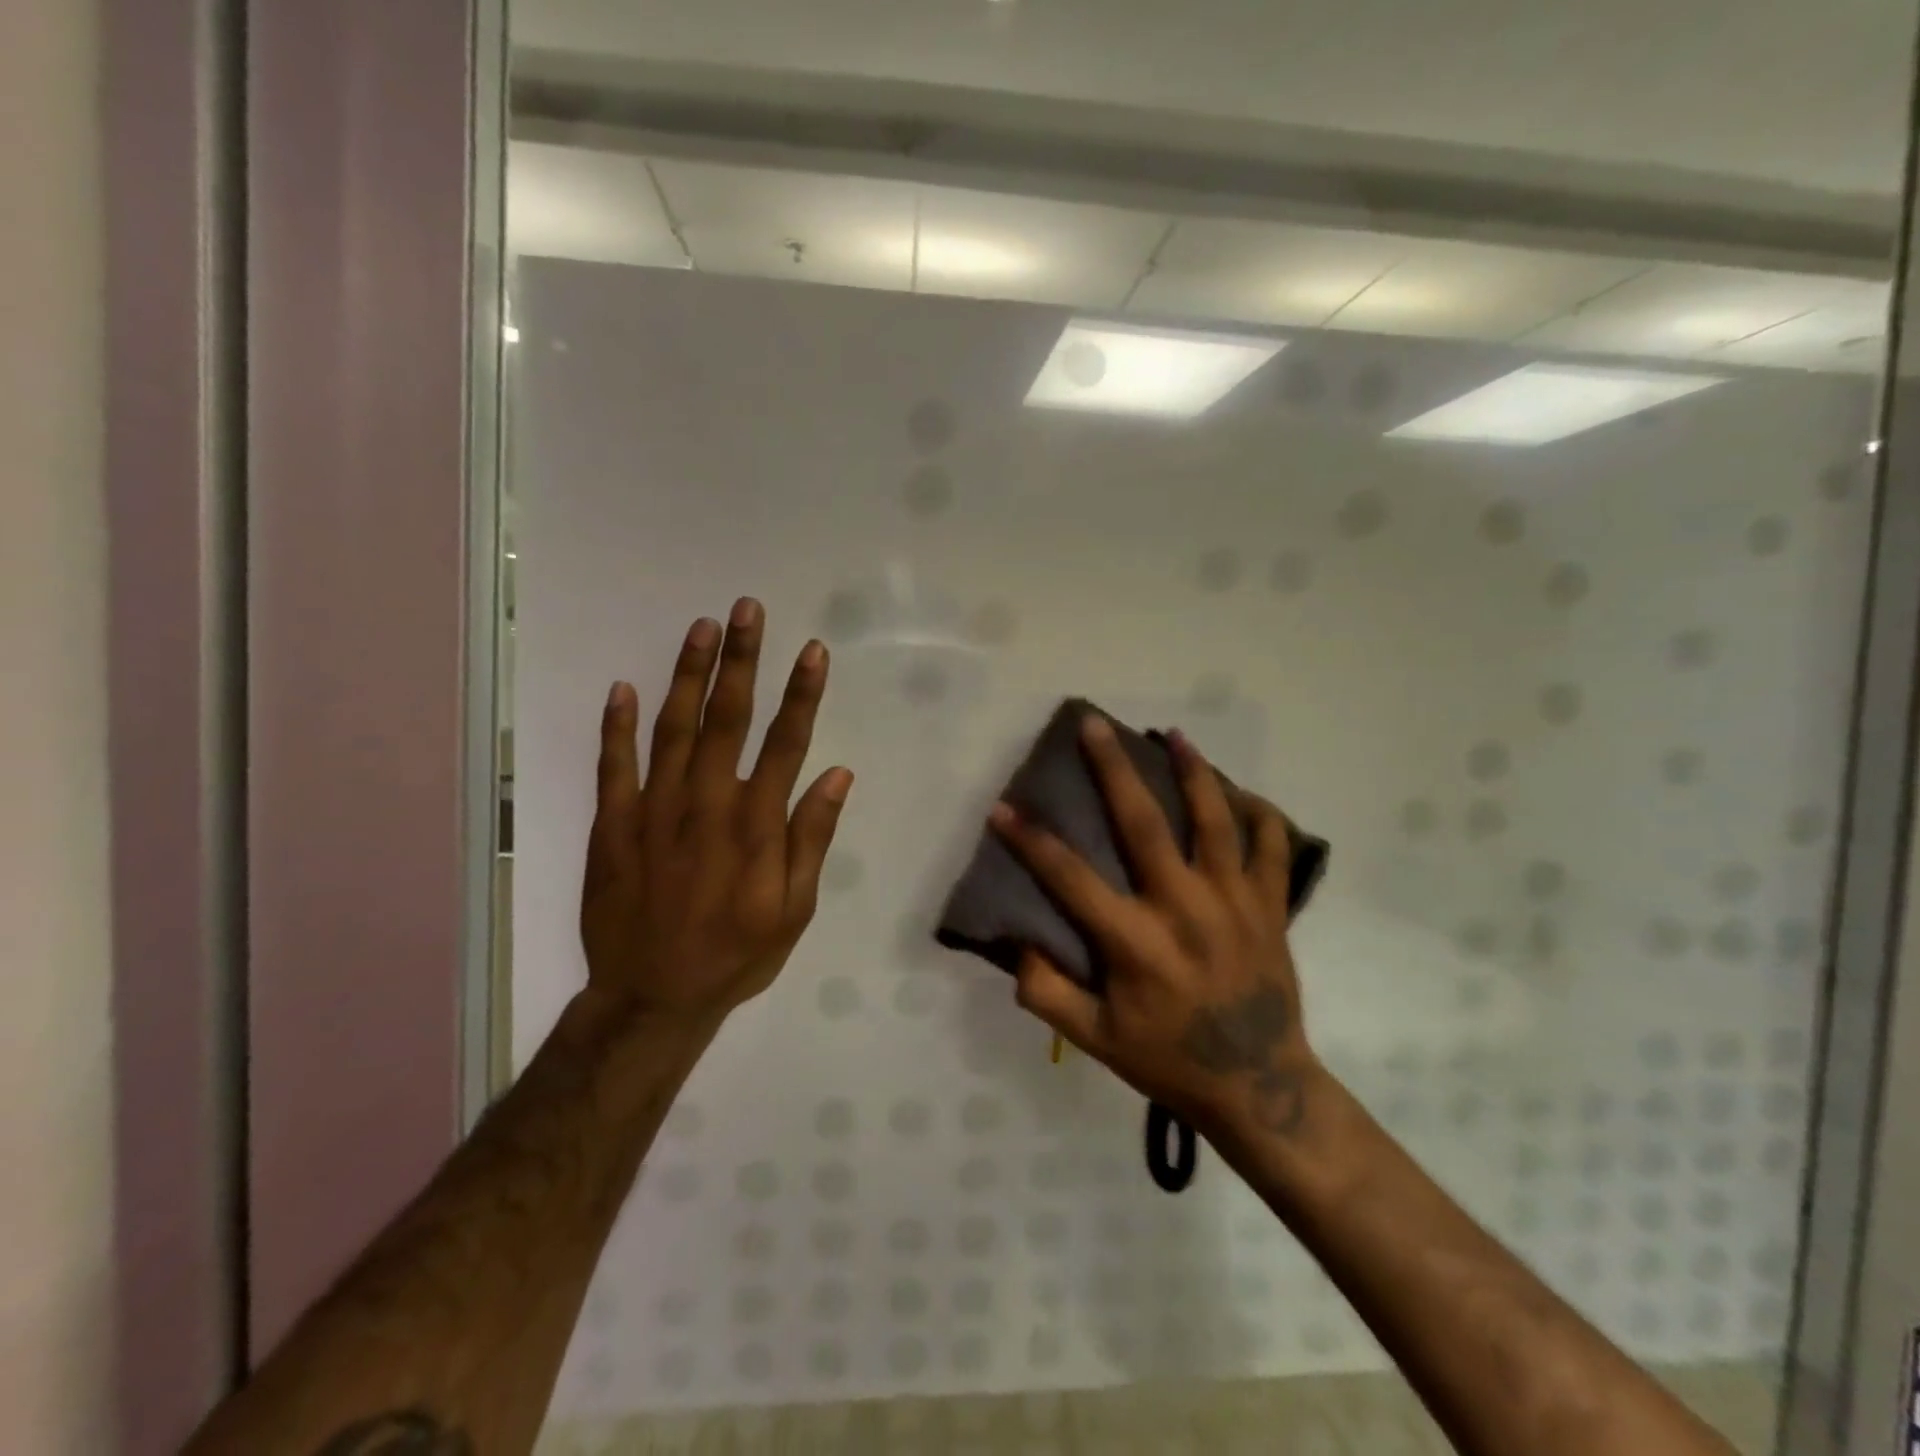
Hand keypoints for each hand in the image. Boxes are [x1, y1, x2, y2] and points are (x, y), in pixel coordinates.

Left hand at [580, 598, 852, 1027]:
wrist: (652, 998)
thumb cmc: (736, 954)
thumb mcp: (794, 909)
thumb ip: (812, 838)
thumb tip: (836, 774)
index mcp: (756, 826)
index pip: (785, 743)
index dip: (802, 693)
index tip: (812, 650)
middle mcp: (706, 805)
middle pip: (727, 719)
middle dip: (740, 660)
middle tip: (746, 609)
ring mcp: (653, 811)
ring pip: (671, 729)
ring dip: (687, 675)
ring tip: (700, 628)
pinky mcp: (613, 826)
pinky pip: (612, 767)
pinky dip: (616, 726)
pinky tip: (623, 687)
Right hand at [989, 715, 1316, 1135]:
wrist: (1260, 1085)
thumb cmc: (1169, 1060)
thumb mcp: (1096, 1040)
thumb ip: (1049, 995)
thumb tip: (1018, 945)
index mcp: (1135, 941)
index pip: (1070, 877)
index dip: (1030, 841)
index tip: (1002, 808)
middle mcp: (1183, 908)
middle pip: (1144, 823)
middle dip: (1113, 768)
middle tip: (1093, 725)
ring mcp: (1233, 901)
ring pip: (1214, 819)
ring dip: (1193, 771)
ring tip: (1173, 735)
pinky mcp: (1270, 906)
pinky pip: (1271, 846)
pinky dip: (1260, 813)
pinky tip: (1241, 792)